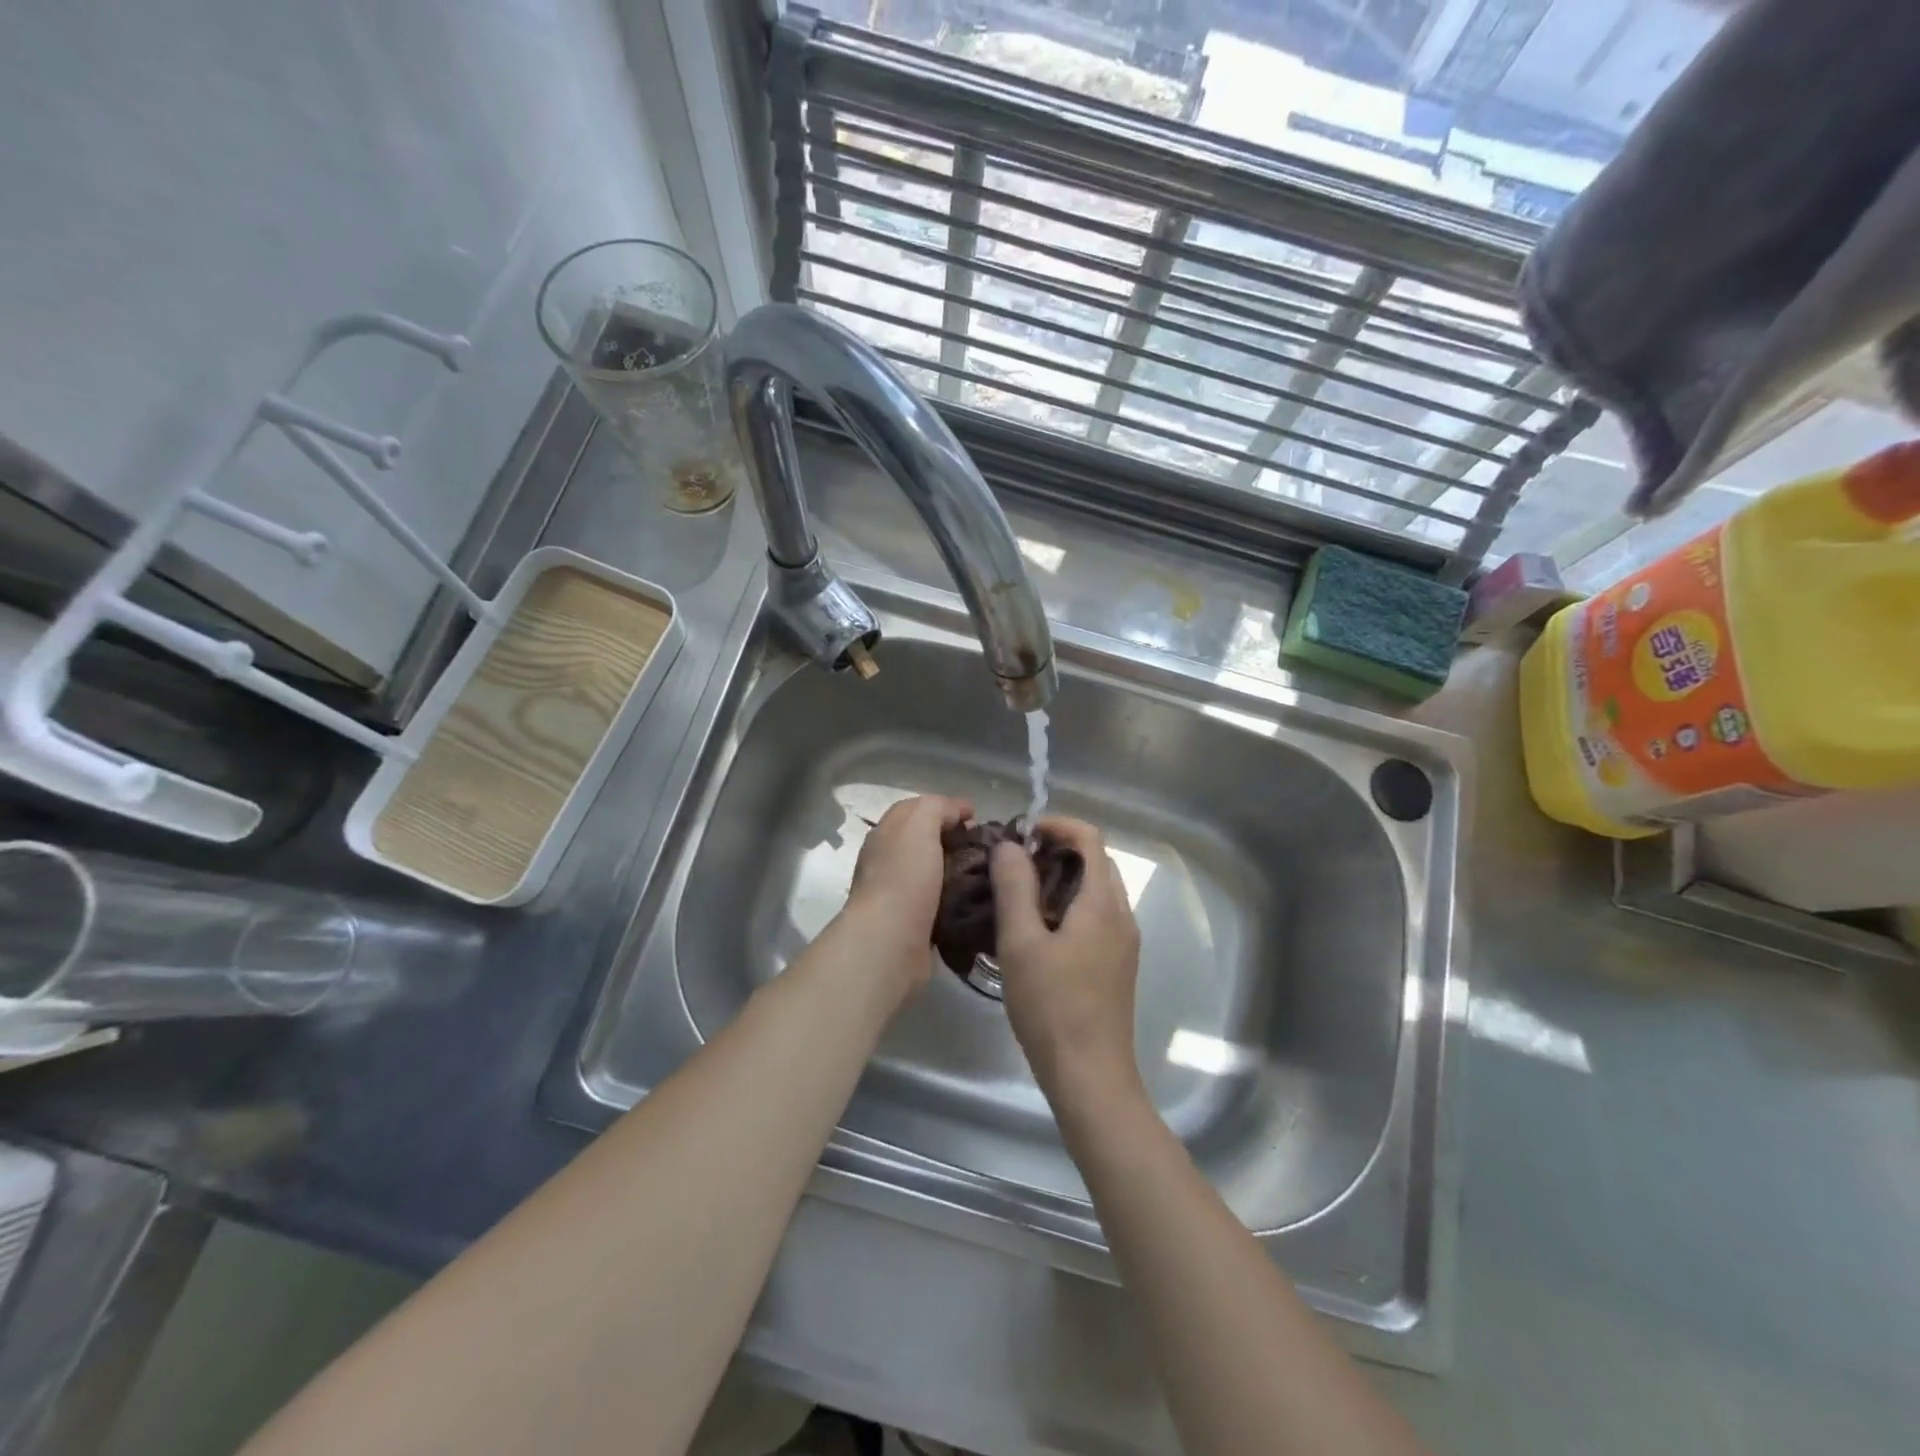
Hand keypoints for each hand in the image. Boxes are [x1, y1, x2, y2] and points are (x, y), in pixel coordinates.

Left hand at [838, 793, 972, 992]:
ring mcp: (900, 894)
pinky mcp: (915, 924)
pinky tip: (979, 900)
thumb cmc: (903, 877)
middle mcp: (889, 861)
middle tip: (989, 848)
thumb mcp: (919, 824)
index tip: (978, 818)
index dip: (948, 808)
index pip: (917, 810)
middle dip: (957, 840)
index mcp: (886, 834)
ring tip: (992, 874)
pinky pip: (942, 903)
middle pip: (928, 841)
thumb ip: (938, 808)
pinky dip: (959, 899)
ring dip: (961, 871)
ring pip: (937, 873)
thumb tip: (960, 812)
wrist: (889, 942)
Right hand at [990, 817, 1143, 1105]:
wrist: (1090, 1076)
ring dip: (1065, 877)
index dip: (1058, 825)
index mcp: (1102, 904)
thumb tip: (1009, 845)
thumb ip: (1014, 888)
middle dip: (1060, 850)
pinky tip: (1041, 929)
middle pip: (1097, 862)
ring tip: (1023, 892)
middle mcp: (1122, 916)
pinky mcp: (1118, 965)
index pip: (1090, 838)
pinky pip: (1099, 916)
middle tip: (1017, 862)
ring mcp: (1124, 942)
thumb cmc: (1052, 1007)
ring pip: (1098, 890)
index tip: (1022, 834)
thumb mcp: (1021, 943)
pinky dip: (1072, 904)